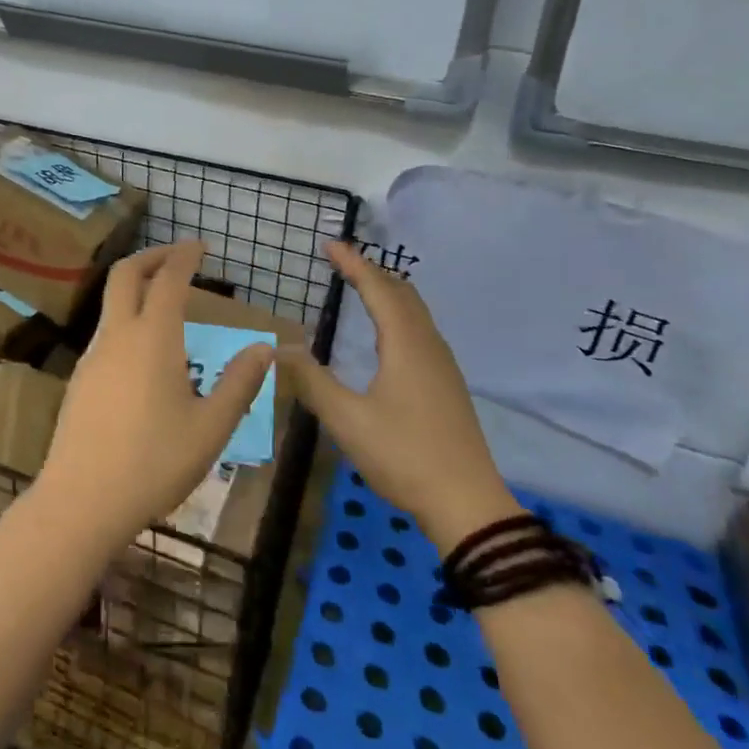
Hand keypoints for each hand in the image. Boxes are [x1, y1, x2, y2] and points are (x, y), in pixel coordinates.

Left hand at [35, 241, 273, 548]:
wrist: (81, 500)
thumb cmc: (154, 463)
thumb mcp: (210, 428)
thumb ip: (238, 384)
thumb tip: (263, 348)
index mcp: (153, 338)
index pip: (168, 279)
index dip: (184, 255)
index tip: (200, 245)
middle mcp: (118, 335)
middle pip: (125, 274)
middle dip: (151, 256)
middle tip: (177, 256)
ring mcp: (93, 356)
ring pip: (111, 303)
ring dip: (136, 287)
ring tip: (165, 302)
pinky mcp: (80, 379)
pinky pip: (106, 332)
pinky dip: (126, 318)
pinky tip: (144, 352)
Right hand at [291, 242, 521, 548]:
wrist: (467, 504)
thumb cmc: (404, 455)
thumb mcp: (347, 420)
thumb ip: (312, 381)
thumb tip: (281, 349)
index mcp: (406, 344)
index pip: (377, 289)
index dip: (353, 264)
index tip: (330, 244)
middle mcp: (428, 345)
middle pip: (402, 293)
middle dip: (371, 271)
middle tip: (342, 261)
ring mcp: (442, 365)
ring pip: (415, 312)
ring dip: (388, 291)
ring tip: (362, 286)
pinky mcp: (446, 384)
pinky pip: (420, 330)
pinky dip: (398, 313)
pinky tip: (388, 334)